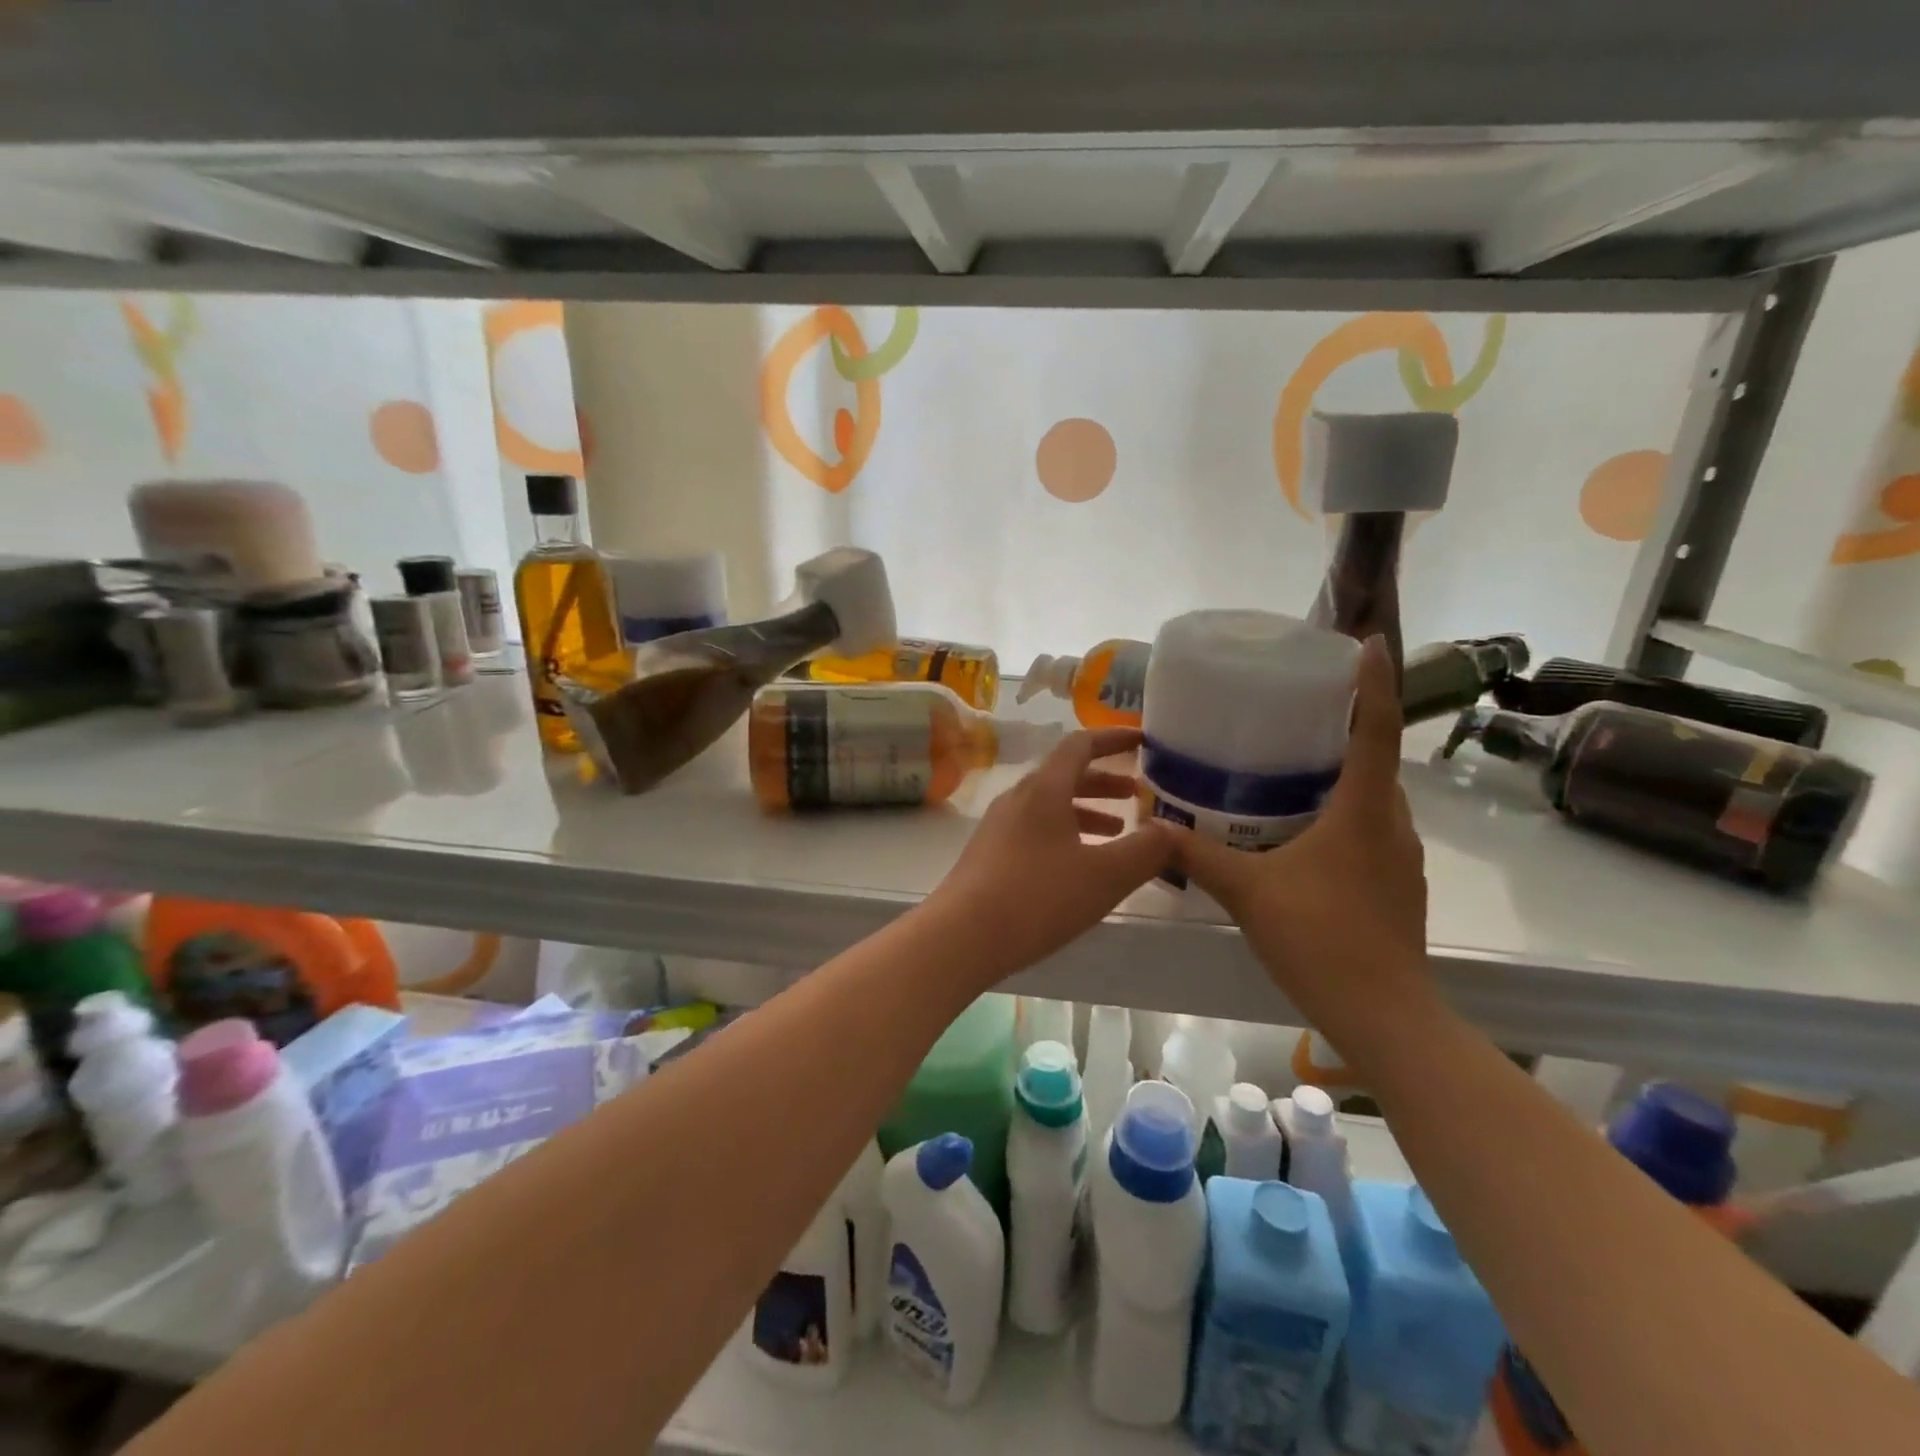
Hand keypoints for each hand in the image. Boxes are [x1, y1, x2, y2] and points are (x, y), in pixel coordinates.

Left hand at [927, 727, 1175, 985]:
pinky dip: (1066, 834)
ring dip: (1086, 811)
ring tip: (1119, 832)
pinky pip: (1036, 829)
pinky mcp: (990, 854)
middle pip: (1066, 775)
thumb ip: (1146, 850)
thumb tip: (1171, 830)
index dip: (1114, 739)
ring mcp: (999, 826)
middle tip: (1139, 795)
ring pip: (1051, 805)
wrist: (961, 936)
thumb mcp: (1104, 876)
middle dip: (1106, 781)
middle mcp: (1018, 798)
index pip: (1081, 744)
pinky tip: (1080, 866)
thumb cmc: (1037, 897)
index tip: (1143, 741)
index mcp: (1044, 789)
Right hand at [1171, 635, 1431, 1038]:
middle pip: (1376, 761)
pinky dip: (1342, 812)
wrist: (1384, 1015)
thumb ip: (1198, 855)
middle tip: (1298, 710)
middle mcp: (1392, 824)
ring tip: (1292, 764)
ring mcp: (1399, 858)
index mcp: (1365, 811)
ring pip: (1373, 799)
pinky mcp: (1395, 885)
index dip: (1374, 683)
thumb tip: (1154, 824)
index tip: (1366, 643)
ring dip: (1342, 775)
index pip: (1376, 730)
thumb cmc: (1320, 939)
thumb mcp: (1247, 891)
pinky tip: (1299, 830)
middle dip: (1347, 728)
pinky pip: (1369, 829)